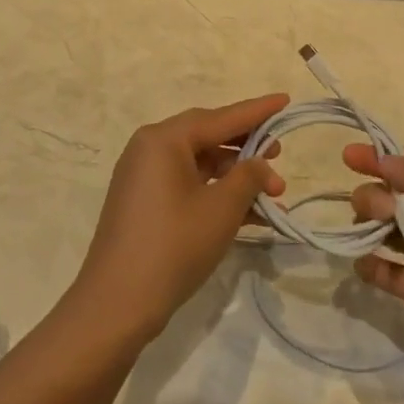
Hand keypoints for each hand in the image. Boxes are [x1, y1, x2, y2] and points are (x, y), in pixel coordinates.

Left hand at [70, 95, 288, 345]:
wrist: (118, 303)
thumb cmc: (174, 245)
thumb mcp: (221, 208)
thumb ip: (248, 176)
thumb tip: (260, 164)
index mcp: (164, 140)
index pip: (220, 117)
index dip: (257, 111)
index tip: (285, 100)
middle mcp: (149, 150)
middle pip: (208, 137)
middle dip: (247, 148)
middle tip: (279, 154)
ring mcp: (144, 178)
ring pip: (200, 165)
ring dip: (236, 178)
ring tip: (273, 195)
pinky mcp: (144, 205)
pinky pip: (188, 187)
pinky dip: (216, 195)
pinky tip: (250, 215)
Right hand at [345, 145, 403, 373]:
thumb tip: (379, 161)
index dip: (380, 157)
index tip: (348, 157)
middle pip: (391, 194)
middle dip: (376, 194)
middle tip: (385, 210)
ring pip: (382, 229)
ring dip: (367, 223)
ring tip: (373, 231)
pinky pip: (385, 274)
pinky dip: (368, 266)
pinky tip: (366, 262)